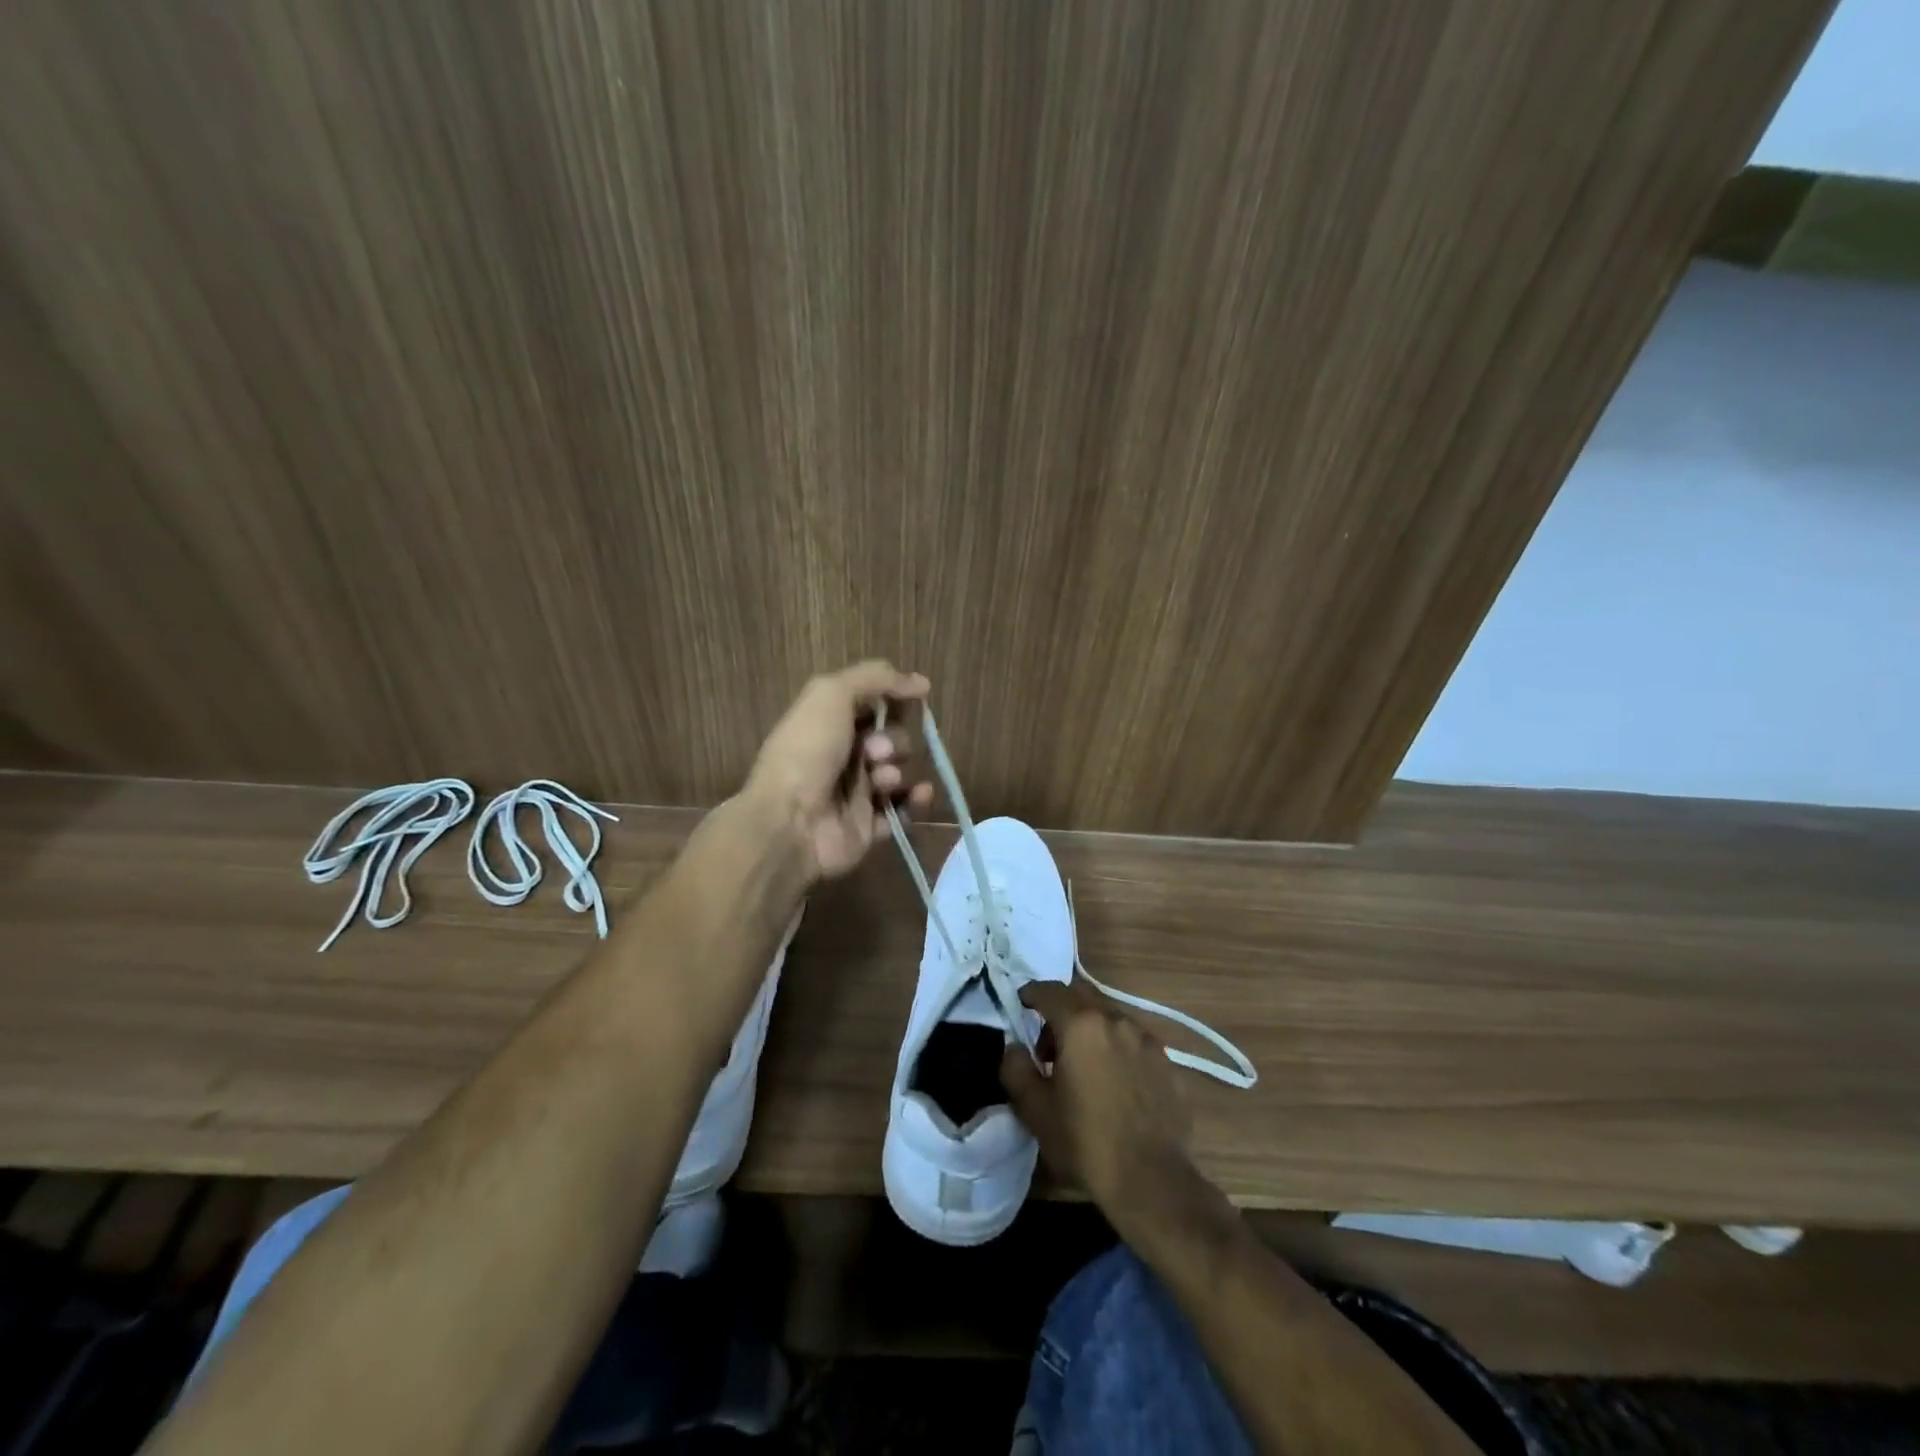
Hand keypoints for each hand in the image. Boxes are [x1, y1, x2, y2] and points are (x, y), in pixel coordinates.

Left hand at [745, 660, 934, 880]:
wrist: (789, 821)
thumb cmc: (807, 751)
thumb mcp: (832, 694)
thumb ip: (876, 678)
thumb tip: (920, 683)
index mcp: (827, 724)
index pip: (871, 705)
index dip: (893, 700)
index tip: (916, 697)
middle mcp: (840, 757)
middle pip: (889, 739)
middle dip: (893, 740)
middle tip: (875, 751)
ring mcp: (855, 794)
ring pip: (897, 773)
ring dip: (897, 770)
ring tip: (882, 780)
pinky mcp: (868, 827)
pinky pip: (903, 810)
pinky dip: (915, 801)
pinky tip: (920, 793)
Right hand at [1001, 978, 1198, 1233]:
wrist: (1151, 1180)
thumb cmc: (1085, 1141)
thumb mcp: (1034, 1109)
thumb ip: (1015, 1068)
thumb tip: (1015, 1047)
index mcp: (1081, 1024)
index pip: (1049, 991)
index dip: (1031, 994)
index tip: (1022, 1005)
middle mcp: (1116, 1020)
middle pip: (1082, 998)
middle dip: (1061, 1012)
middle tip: (1049, 1046)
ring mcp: (1146, 1039)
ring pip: (1109, 1018)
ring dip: (1090, 1030)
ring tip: (1083, 1068)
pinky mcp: (1167, 1062)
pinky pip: (1132, 1041)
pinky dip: (1116, 1049)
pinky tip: (1114, 1084)